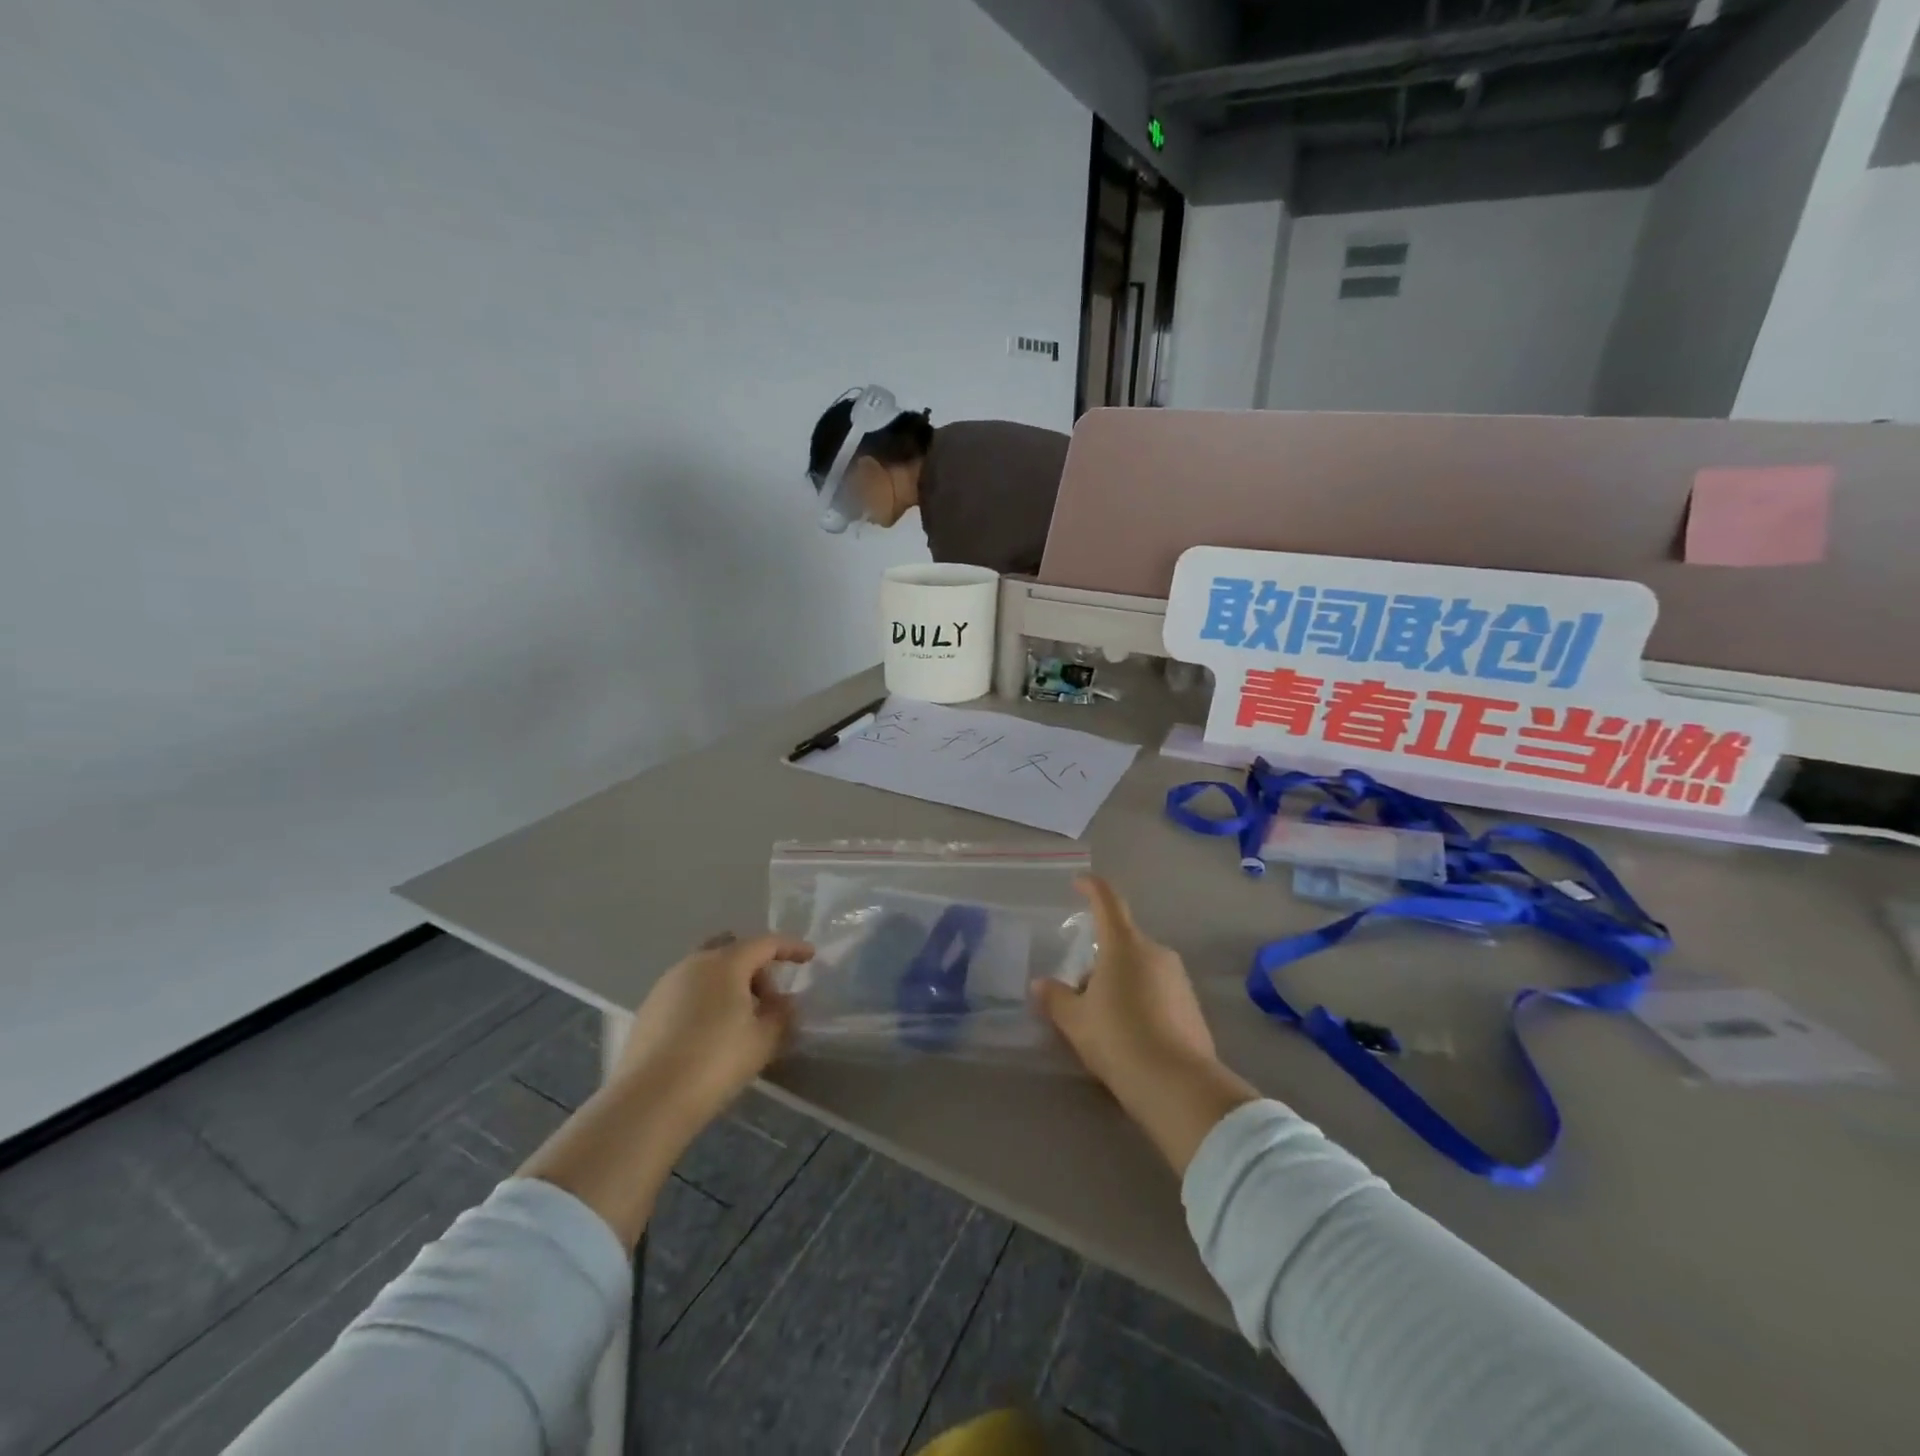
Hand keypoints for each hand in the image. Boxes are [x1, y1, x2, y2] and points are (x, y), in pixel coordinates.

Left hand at [612, 931, 812, 1136]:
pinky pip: (688, 992)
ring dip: (730, 986)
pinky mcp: (648, 1009)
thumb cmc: (716, 1061)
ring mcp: (666, 985)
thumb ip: (782, 1015)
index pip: (766, 943)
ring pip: (708, 972)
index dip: (791, 948)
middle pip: (733, 951)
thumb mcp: (763, 1040)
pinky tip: (710, 1035)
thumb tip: (784, 1003)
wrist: (649, 1100)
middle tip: (769, 1003)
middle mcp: (693, 963)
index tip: (809, 956)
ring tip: (741, 1022)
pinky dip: (706, 1001)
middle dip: (756, 969)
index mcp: (726, 963)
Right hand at [1035, 877, 1214, 1088]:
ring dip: (1120, 982)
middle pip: (1122, 943)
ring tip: (1103, 1021)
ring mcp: (1179, 978)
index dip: (1092, 888)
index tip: (1079, 882)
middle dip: (1099, 960)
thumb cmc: (1118, 1039)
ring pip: (1140, 968)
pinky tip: (1130, 1036)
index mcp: (1124, 945)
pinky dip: (1141, 1002)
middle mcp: (1155, 952)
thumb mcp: (1075, 1021)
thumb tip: (1041, 984)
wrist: (1178, 1086)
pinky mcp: (1192, 1006)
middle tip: (1079, 993)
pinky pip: (1158, 991)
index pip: (1108, 901)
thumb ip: (1055, 998)